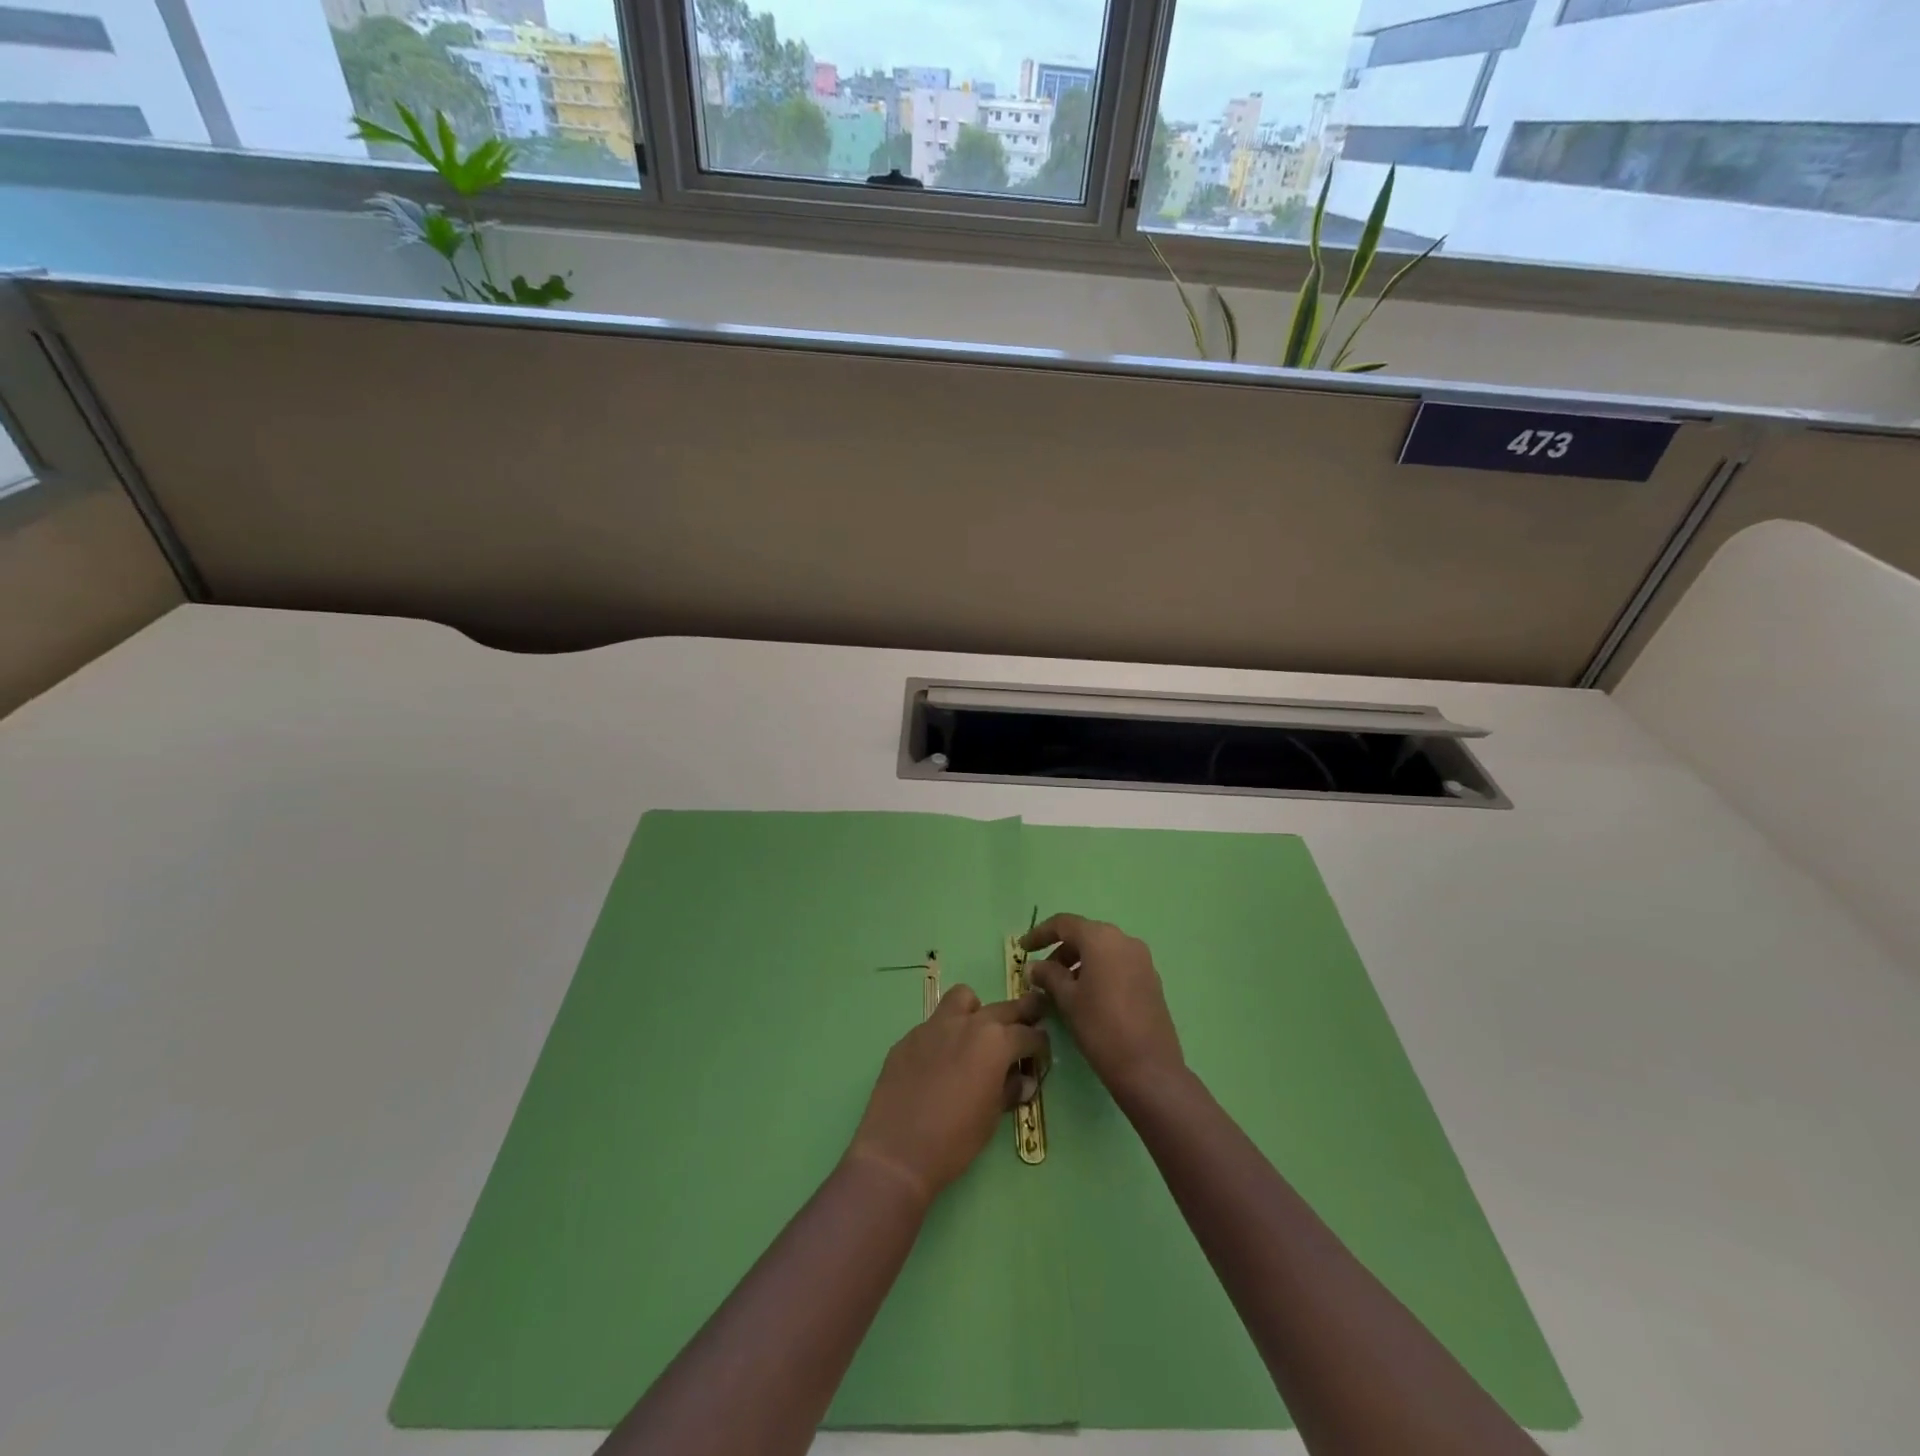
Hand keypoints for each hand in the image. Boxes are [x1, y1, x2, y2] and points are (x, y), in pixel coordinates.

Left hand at [847, 985, 1047, 1205]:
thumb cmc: (955, 1139)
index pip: (1027, 1034)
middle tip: (1028, 1022)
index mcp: (995, 1042)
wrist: (897, 1150)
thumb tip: (1022, 1080)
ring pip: (962, 999)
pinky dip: (945, 1035)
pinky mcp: (908, 1037)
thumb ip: (1009, 1090)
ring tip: (976, 1035)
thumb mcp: (992, 1118)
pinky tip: (940, 1062)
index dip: (1039, 1043)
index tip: (1041, 1051)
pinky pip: (934, 1025)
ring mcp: (934, 1026)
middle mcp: (967, 1023)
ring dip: (976, 1011)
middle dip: (1019, 1015)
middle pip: (1002, 1008)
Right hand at [1022, 914, 1183, 1102]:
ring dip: (1079, 962)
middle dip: (1060, 951)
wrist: (1149, 1068)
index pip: (1064, 924)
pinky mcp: (1151, 979)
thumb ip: (1049, 976)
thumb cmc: (1101, 1027)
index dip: (1040, 933)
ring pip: (1102, 950)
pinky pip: (1117, 964)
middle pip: (1085, 935)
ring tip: (1062, 989)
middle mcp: (1124, 940)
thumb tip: (1035, 967)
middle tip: (1041, 975)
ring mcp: (1142, 959)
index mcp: (1101, 938)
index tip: (1023, 948)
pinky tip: (1087, 997)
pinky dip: (1098, 972)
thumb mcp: (1067, 1000)